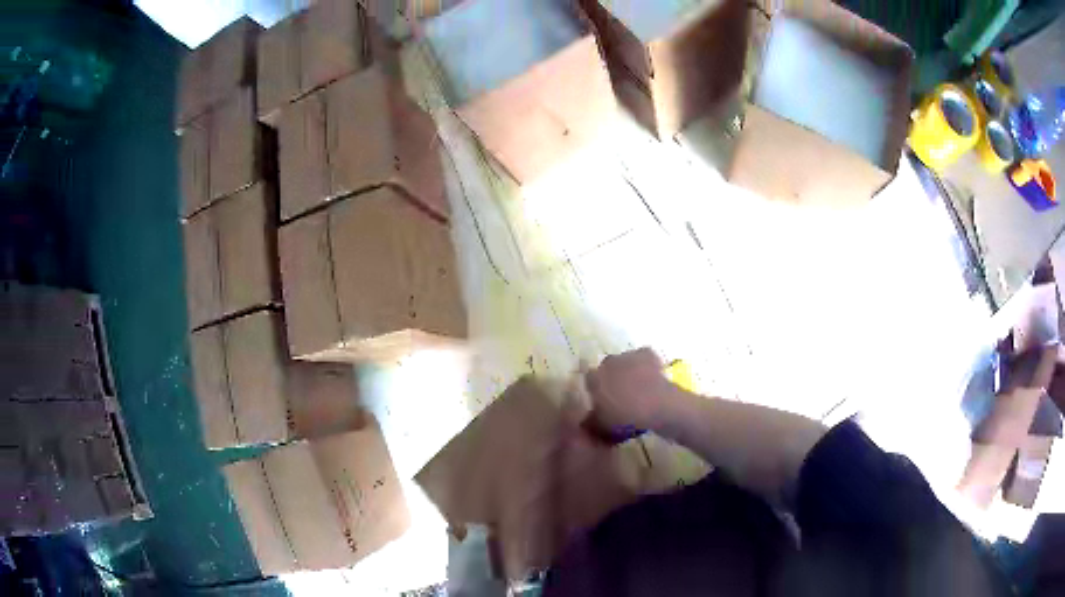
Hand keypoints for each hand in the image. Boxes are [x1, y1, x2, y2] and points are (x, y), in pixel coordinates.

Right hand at [584, 348, 673, 431]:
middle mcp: (608, 362)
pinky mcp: (647, 354)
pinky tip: (650, 378)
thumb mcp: (602, 426)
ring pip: (625, 363)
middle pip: (606, 370)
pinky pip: (643, 358)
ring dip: (628, 372)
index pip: (589, 381)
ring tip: (638, 389)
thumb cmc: (626, 417)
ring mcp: (628, 355)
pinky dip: (646, 366)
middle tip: (621, 397)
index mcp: (594, 378)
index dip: (596, 391)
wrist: (658, 406)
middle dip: (611, 380)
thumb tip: (586, 420)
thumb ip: (591, 421)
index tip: (603, 402)